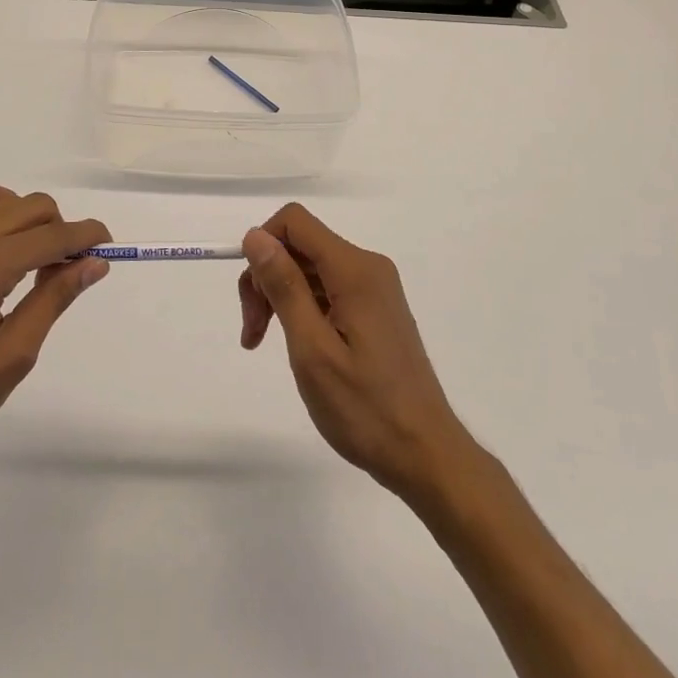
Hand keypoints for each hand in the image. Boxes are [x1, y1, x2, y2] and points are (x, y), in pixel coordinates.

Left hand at [0, 183, 108, 488]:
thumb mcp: (9, 359)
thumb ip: (53, 301)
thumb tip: (93, 263)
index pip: (53, 236)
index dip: (87, 237)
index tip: (108, 250)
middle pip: (31, 209)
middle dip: (61, 230)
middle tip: (68, 273)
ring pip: (0, 203)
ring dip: (30, 219)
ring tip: (36, 259)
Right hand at [239, 203, 476, 502]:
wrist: (425, 455)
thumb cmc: (365, 408)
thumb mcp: (312, 349)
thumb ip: (284, 286)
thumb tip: (256, 235)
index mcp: (354, 270)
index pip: (295, 222)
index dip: (262, 247)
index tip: (251, 298)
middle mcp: (367, 267)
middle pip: (300, 245)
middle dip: (267, 278)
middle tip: (253, 333)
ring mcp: (374, 288)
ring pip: (310, 268)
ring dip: (281, 296)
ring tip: (264, 343)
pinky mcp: (375, 309)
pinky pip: (328, 289)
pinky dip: (302, 308)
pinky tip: (296, 345)